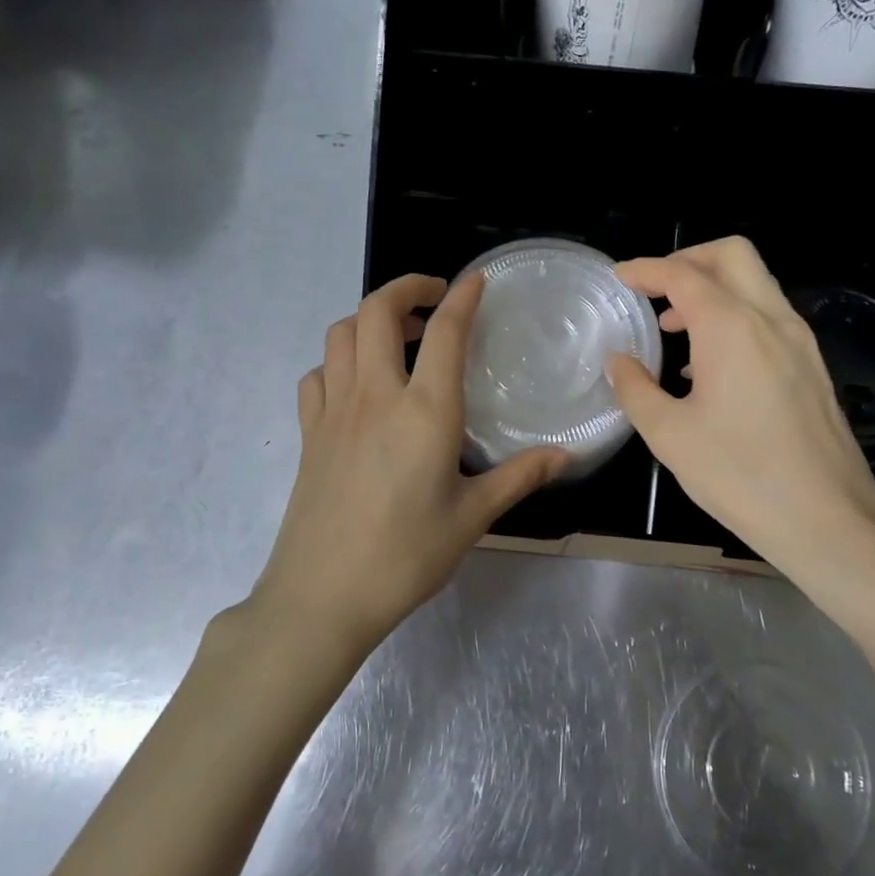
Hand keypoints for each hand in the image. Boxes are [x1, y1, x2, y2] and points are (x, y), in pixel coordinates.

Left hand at [248, 273, 566, 654]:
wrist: (323, 595)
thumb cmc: (406, 556)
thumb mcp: (472, 518)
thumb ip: (518, 476)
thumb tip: (565, 455)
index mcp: (424, 411)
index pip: (445, 333)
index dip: (463, 297)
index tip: (476, 280)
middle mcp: (375, 396)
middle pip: (376, 311)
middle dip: (406, 287)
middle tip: (434, 298)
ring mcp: (334, 411)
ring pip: (340, 334)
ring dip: (369, 319)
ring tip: (400, 337)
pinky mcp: (309, 433)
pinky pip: (317, 375)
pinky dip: (337, 361)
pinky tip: (357, 385)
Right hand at [606, 237, 874, 587]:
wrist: (826, 518)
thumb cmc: (739, 476)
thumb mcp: (669, 435)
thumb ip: (635, 389)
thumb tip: (619, 360)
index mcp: (732, 328)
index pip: (683, 275)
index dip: (646, 270)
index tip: (619, 277)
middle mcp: (771, 320)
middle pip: (732, 255)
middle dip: (688, 258)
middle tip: (654, 289)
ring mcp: (800, 341)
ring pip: (756, 284)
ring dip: (712, 289)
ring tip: (674, 329)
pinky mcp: (813, 365)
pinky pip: (769, 317)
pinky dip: (734, 315)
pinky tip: (710, 364)